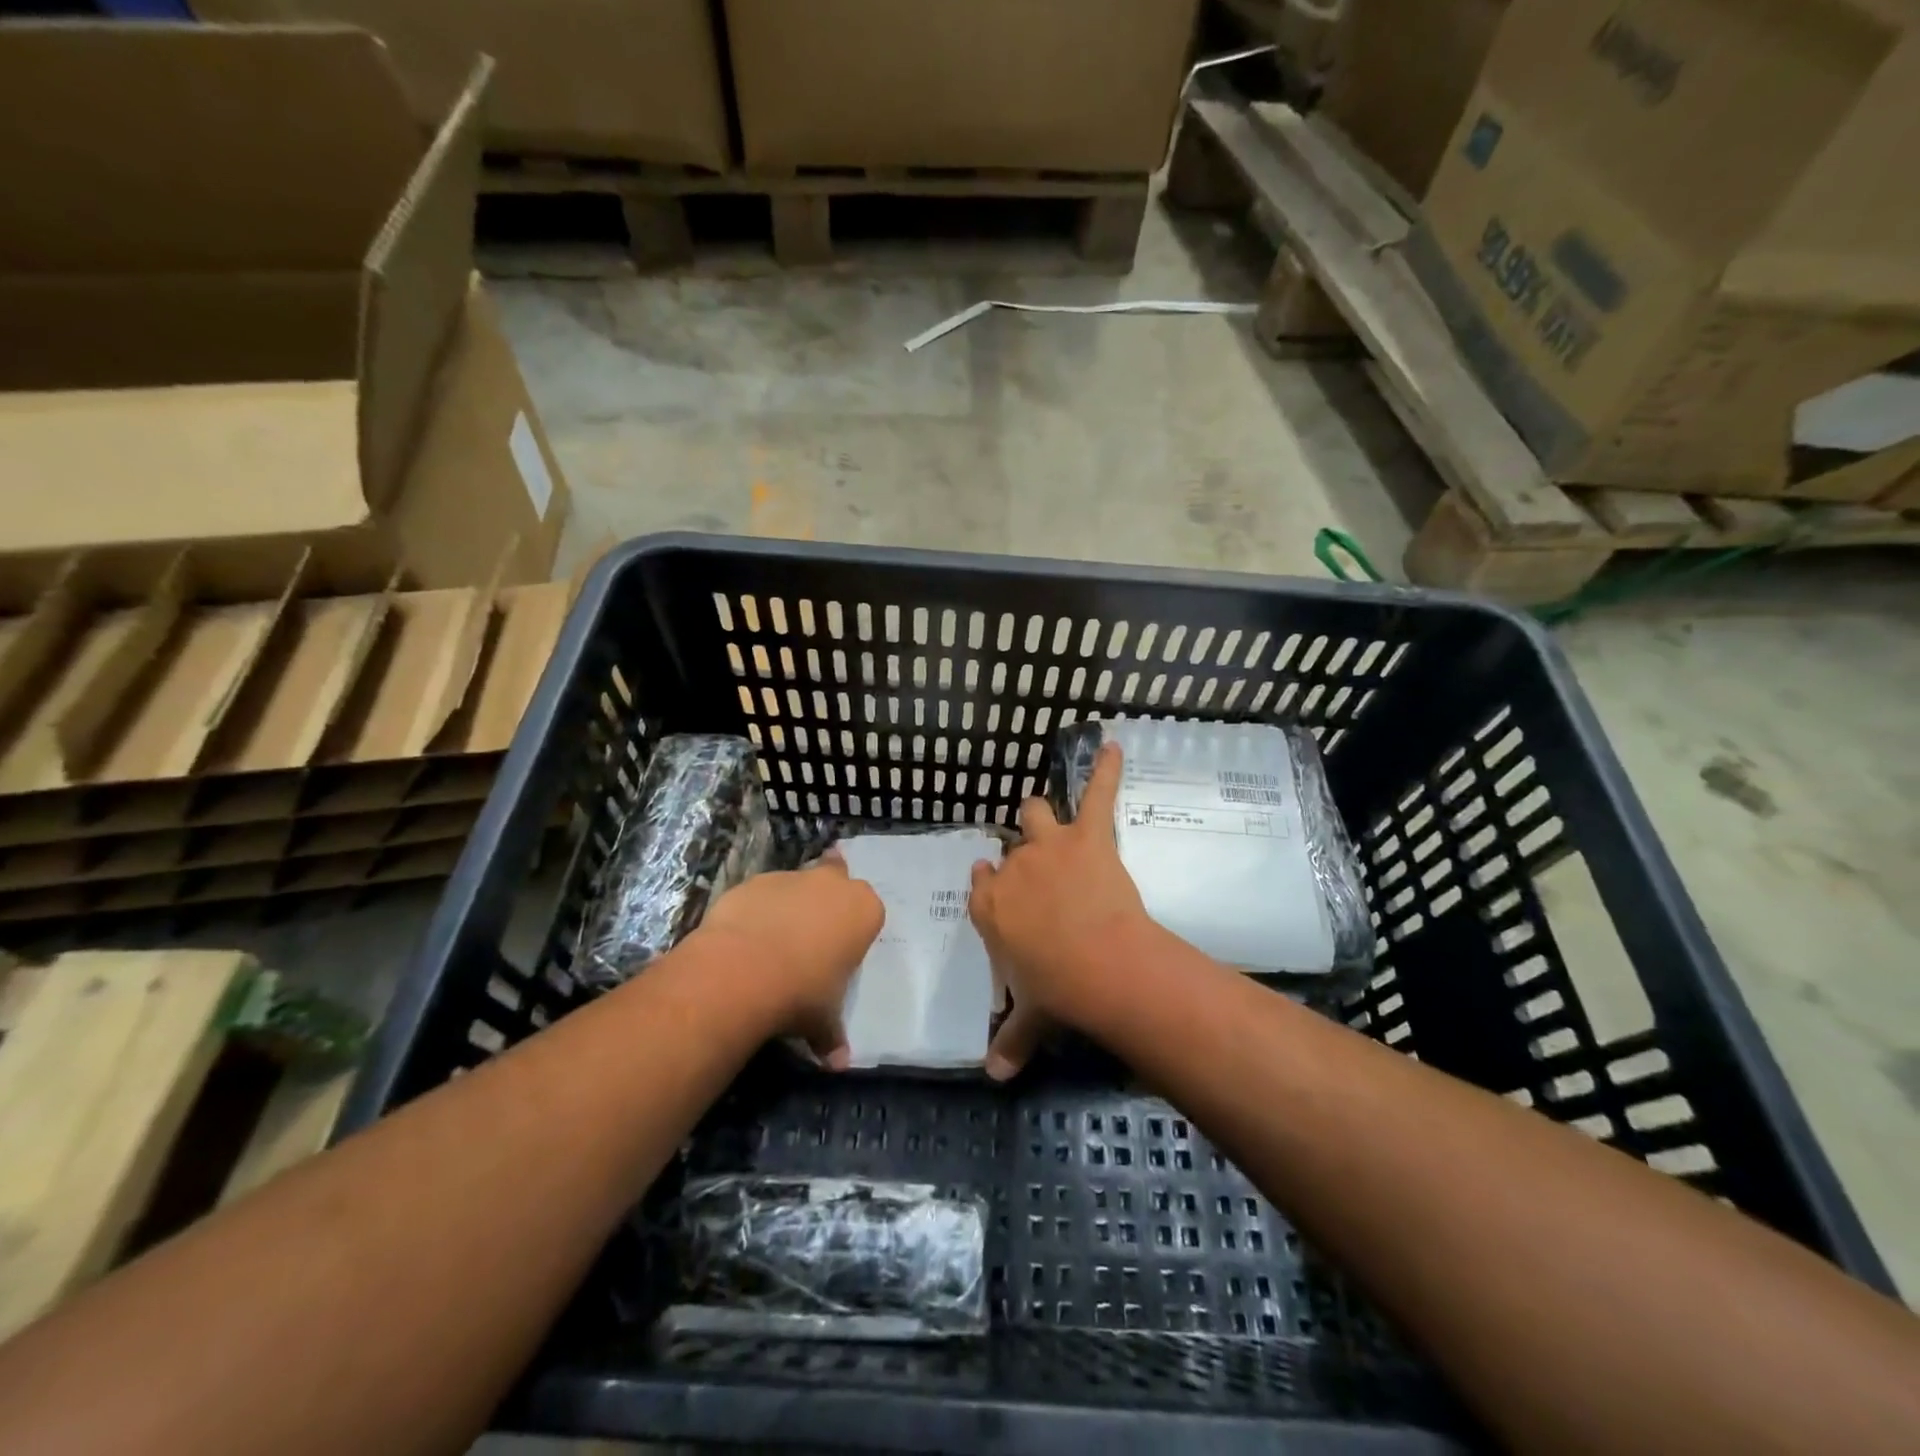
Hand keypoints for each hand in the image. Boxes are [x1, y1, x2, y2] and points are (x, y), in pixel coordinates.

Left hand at [696, 851, 883, 1068]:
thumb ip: (832, 1036)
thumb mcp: (823, 1021)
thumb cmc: (801, 993)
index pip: (869, 912)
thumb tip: (838, 1064)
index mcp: (863, 910)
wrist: (742, 971)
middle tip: (813, 929)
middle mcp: (831, 884)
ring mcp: (791, 878)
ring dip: (789, 906)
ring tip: (772, 943)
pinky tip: (744, 940)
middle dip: (827, 897)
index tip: (840, 951)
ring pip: (796, 885)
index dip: (854, 930)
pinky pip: (761, 895)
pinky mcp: (753, 882)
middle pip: (837, 878)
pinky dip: (756, 912)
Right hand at [969, 742, 1151, 1078]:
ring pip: (1035, 812)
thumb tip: (993, 1078)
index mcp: (991, 907)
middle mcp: (1013, 869)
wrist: (1098, 964)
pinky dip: (1107, 771)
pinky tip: (1114, 746)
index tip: (994, 883)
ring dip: (1041, 816)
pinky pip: (1097, 794)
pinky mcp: (1087, 837)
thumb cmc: (1057, 991)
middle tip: (1037, 871)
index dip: (990, 884)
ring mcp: (1049, 847)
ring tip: (1050, 819)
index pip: (981, 885)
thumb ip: (1010, 1042)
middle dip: (1019, 854)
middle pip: (1010, 849)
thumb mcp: (1030, 1019)